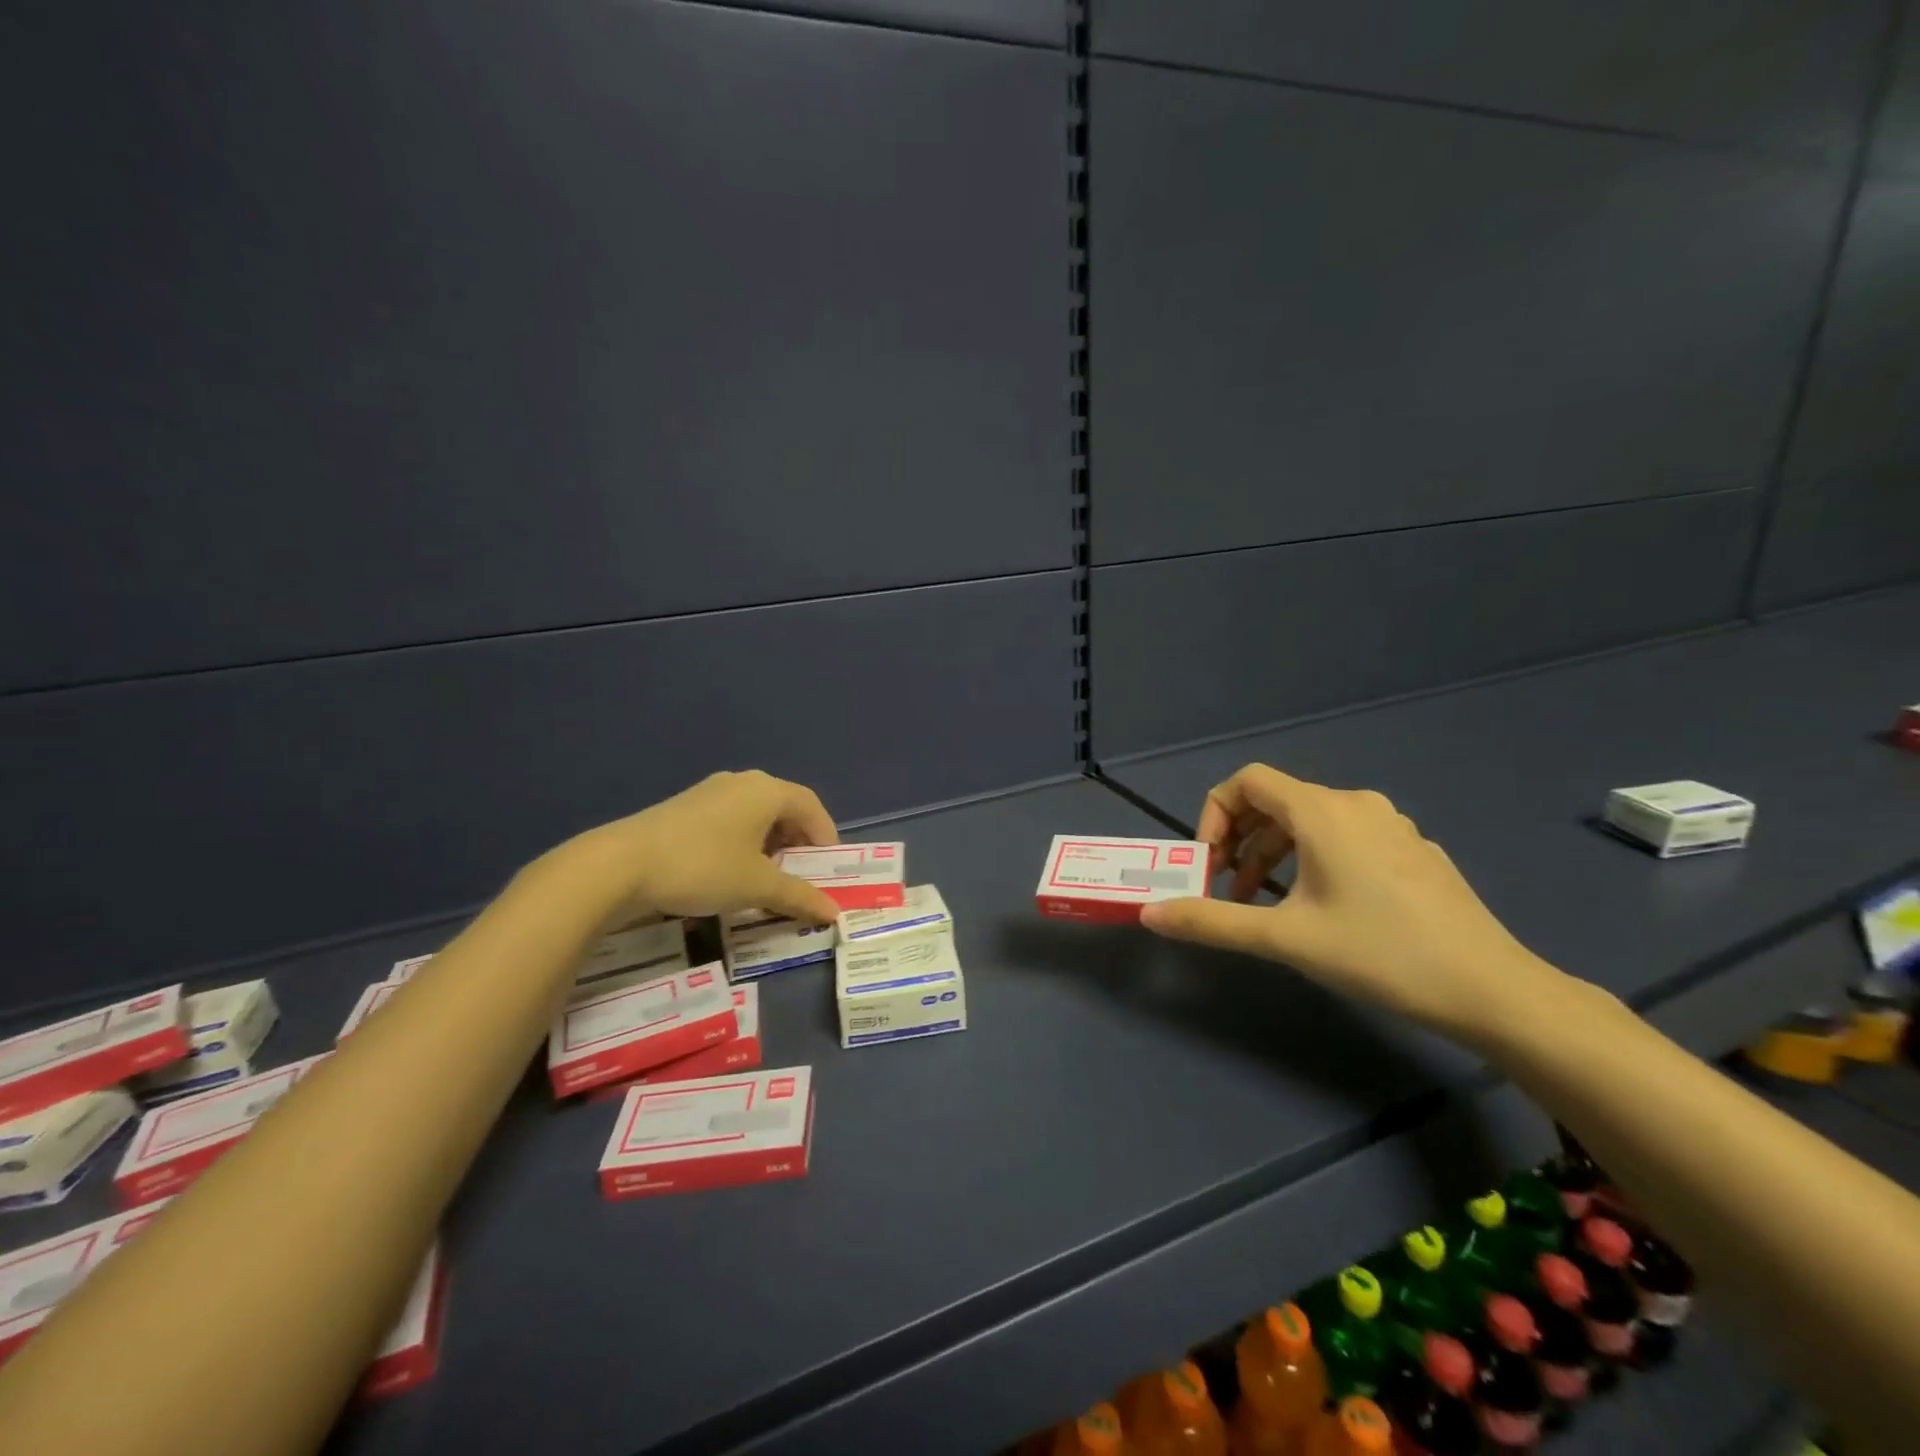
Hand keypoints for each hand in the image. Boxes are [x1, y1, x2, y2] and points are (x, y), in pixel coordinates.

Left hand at [557, 770, 842, 926]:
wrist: (620, 865)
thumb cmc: (703, 867)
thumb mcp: (757, 886)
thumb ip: (799, 896)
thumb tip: (834, 912)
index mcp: (767, 791)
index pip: (812, 806)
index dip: (826, 836)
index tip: (827, 869)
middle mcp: (742, 782)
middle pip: (784, 808)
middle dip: (797, 842)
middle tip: (800, 875)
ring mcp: (710, 792)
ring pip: (755, 815)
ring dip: (769, 844)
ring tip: (766, 878)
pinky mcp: (684, 808)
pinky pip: (729, 821)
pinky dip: (742, 843)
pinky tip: (730, 873)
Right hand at [1139, 763, 1559, 1040]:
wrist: (1493, 990)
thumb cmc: (1380, 953)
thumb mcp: (1285, 938)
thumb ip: (1212, 921)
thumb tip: (1149, 913)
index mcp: (1322, 811)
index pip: (1247, 781)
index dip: (1214, 814)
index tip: (1207, 863)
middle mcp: (1356, 804)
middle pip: (1276, 801)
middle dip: (1239, 840)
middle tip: (1225, 888)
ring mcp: (1391, 826)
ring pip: (1310, 822)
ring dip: (1272, 854)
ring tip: (1263, 904)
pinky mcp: (1413, 851)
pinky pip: (1345, 837)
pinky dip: (1312, 860)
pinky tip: (1321, 908)